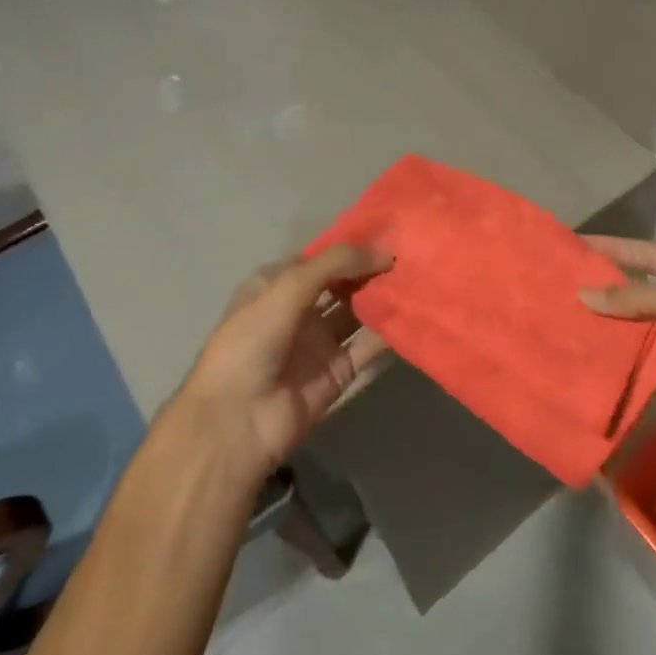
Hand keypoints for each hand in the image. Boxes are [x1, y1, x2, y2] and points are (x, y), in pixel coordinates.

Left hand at [171, 244, 393, 481]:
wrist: (237, 421)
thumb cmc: (253, 340)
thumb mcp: (289, 287)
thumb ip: (336, 263)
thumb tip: (386, 251)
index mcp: (275, 285)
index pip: (319, 258)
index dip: (350, 246)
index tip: (389, 233)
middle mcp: (297, 310)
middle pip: (342, 283)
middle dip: (371, 270)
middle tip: (411, 255)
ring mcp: (318, 342)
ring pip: (358, 313)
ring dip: (383, 298)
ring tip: (418, 279)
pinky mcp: (337, 372)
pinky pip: (367, 347)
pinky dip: (389, 332)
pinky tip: (414, 314)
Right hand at [581, 238, 655, 464]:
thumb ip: (643, 297)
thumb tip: (586, 294)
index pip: (651, 255)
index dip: (616, 248)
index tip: (576, 244)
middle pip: (641, 293)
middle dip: (607, 290)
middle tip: (562, 286)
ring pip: (639, 332)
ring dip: (609, 330)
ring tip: (565, 322)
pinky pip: (644, 370)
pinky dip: (620, 367)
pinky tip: (588, 362)